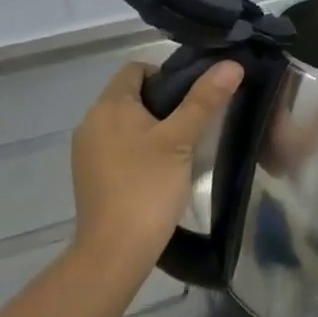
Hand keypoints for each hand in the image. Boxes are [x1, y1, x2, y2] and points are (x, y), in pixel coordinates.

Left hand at [70, 59, 242, 278]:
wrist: (114, 252)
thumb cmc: (148, 188)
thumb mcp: (182, 140)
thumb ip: (204, 100)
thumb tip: (231, 64)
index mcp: (108, 106)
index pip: (136, 69)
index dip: (166, 75)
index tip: (192, 99)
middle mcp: (91, 122)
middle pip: (130, 96)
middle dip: (162, 105)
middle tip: (193, 126)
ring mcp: (86, 152)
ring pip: (124, 125)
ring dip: (151, 130)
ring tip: (180, 151)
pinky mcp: (89, 177)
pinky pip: (116, 149)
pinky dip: (137, 152)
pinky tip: (158, 173)